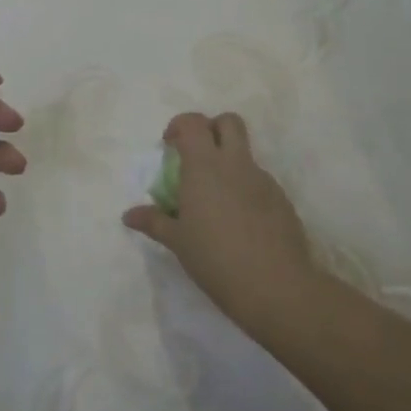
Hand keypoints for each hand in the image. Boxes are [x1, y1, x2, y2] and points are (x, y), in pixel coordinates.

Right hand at [122, 111, 319, 339]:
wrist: (277, 288)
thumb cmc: (216, 259)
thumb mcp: (178, 241)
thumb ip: (154, 221)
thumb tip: (128, 215)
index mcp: (205, 166)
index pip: (192, 123)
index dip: (179, 126)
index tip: (169, 146)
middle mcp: (235, 164)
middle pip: (228, 122)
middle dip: (212, 129)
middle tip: (197, 156)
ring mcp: (263, 181)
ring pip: (246, 154)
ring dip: (229, 163)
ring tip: (216, 200)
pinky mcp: (282, 201)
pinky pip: (260, 182)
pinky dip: (246, 189)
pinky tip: (240, 222)